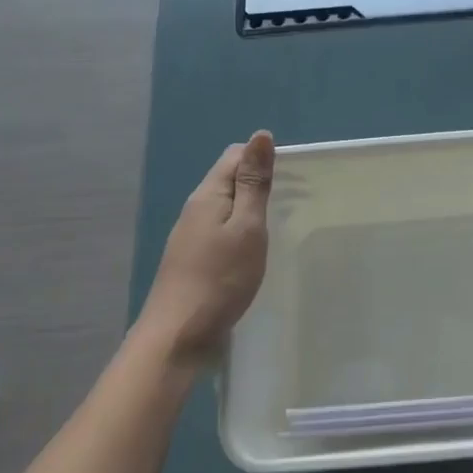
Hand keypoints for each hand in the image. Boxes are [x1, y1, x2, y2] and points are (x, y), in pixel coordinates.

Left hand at [134, 131, 274, 369]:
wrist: (177, 336)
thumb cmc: (220, 278)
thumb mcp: (247, 226)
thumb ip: (254, 182)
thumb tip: (261, 135)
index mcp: (208, 194)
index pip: (234, 156)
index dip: (262, 157)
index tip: (294, 176)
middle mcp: (195, 209)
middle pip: (228, 180)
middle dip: (260, 181)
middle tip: (295, 200)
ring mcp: (191, 237)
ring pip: (225, 207)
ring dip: (251, 207)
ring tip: (280, 224)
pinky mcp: (193, 261)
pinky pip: (221, 231)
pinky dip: (241, 231)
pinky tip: (254, 250)